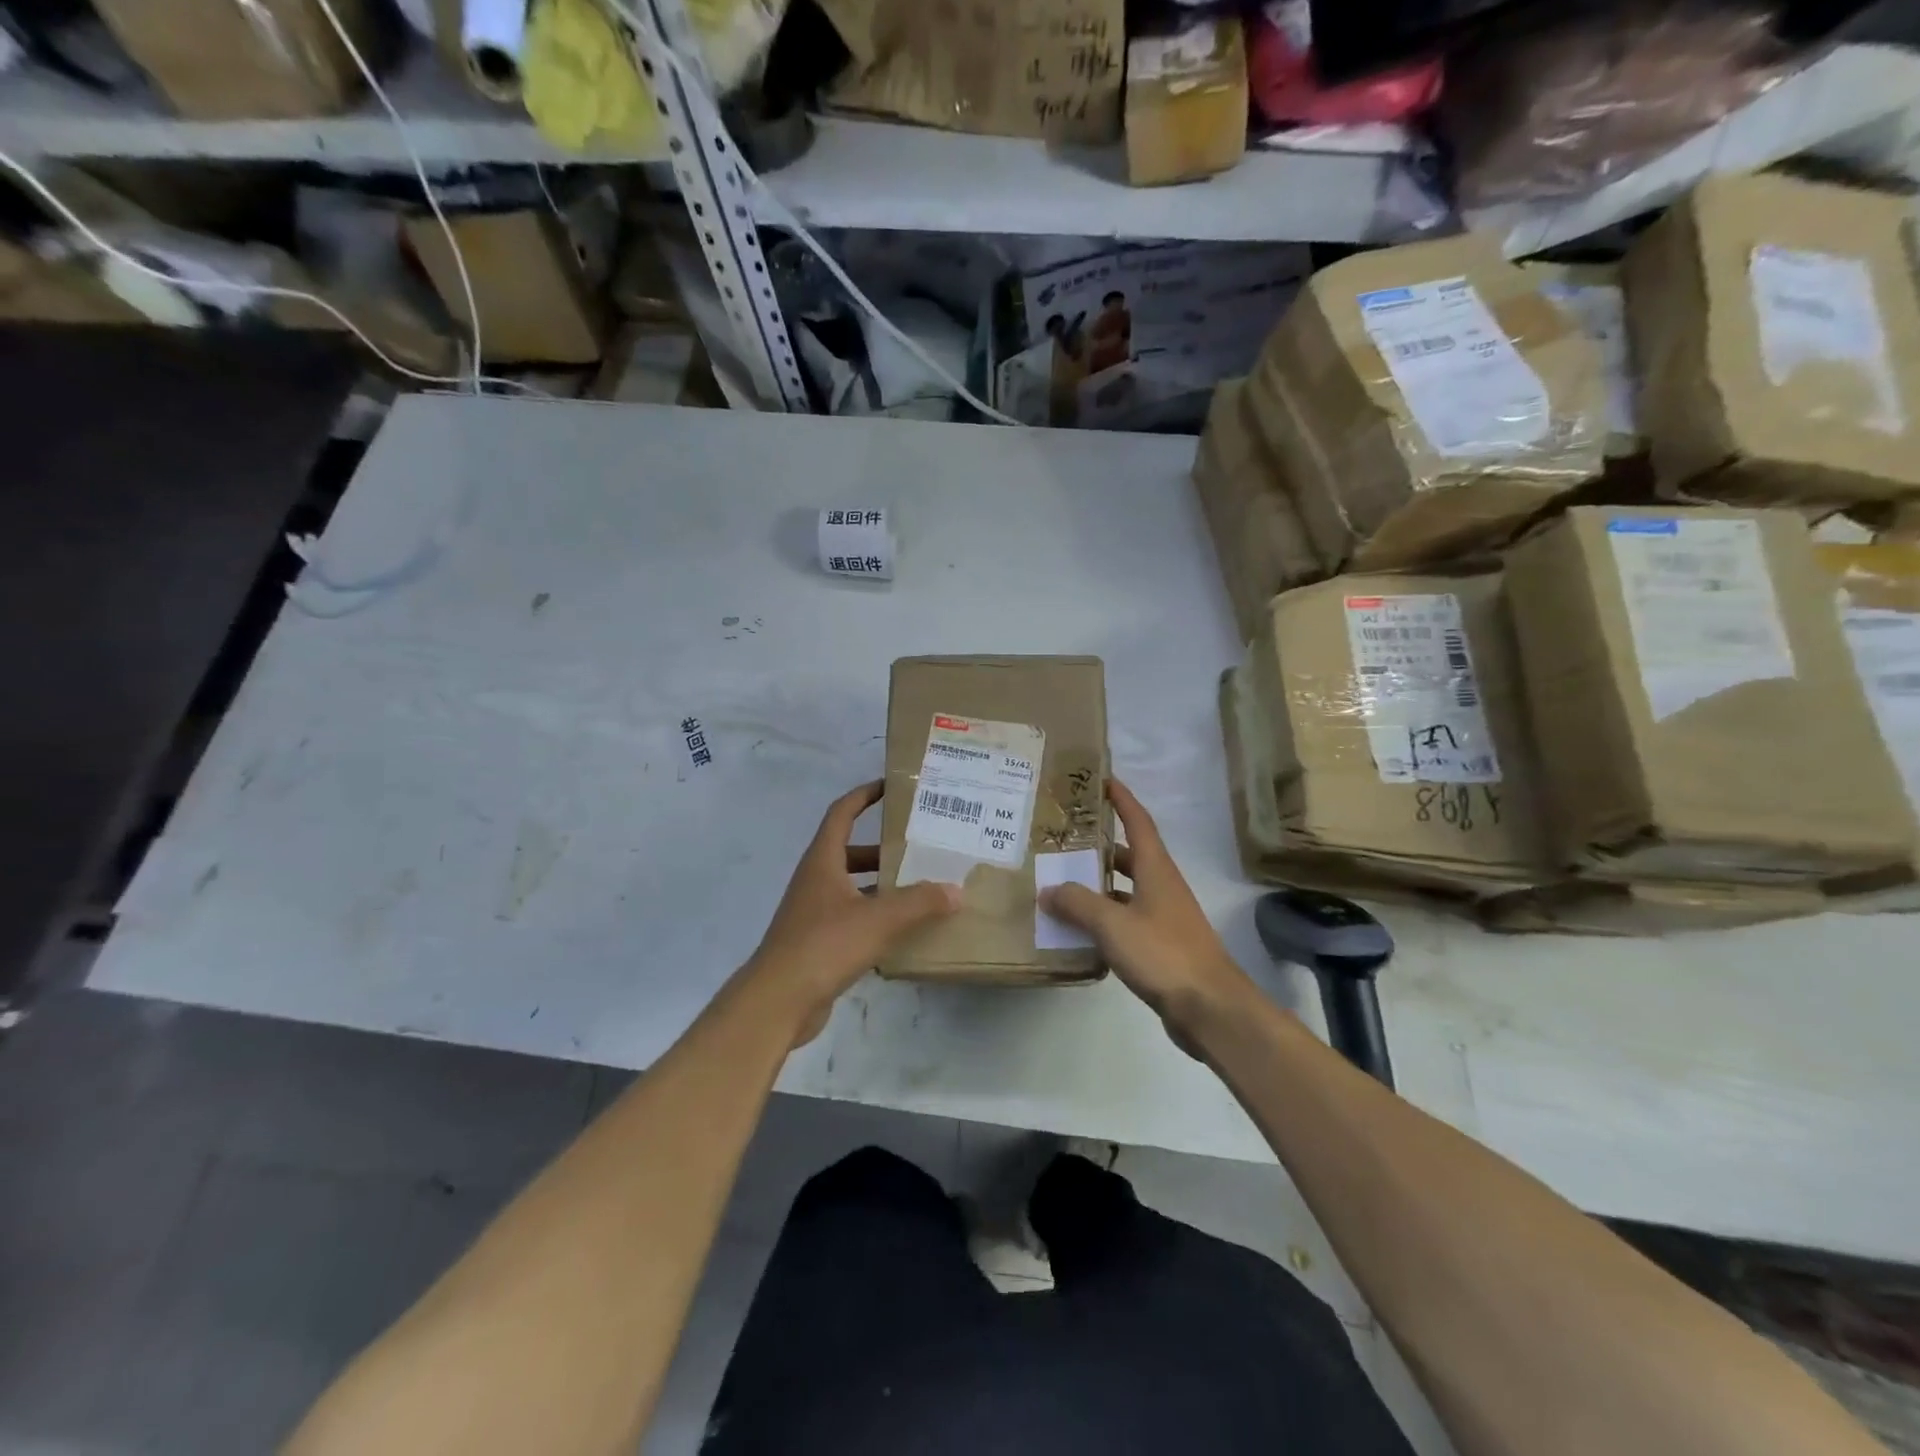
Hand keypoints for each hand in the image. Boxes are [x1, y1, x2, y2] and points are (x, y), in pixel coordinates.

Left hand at [741, 780, 960, 1044]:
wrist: (778, 1000)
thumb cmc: (824, 945)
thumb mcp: (879, 919)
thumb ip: (920, 902)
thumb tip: (956, 890)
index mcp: (823, 861)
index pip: (842, 813)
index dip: (864, 795)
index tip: (890, 786)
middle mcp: (816, 880)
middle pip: (851, 851)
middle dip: (883, 848)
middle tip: (919, 846)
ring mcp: (814, 912)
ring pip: (853, 887)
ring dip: (882, 885)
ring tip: (920, 888)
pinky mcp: (818, 942)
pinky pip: (852, 918)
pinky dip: (876, 917)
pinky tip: (904, 930)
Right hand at [1040, 779, 1254, 1050]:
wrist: (1210, 1007)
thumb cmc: (1163, 953)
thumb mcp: (1112, 924)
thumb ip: (1077, 903)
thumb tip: (1048, 889)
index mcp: (1156, 869)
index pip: (1138, 821)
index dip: (1122, 799)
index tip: (1103, 779)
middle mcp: (1163, 886)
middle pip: (1130, 855)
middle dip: (1101, 845)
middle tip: (1066, 839)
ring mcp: (1165, 917)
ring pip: (1128, 889)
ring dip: (1100, 884)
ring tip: (1063, 883)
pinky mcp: (1163, 945)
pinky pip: (1128, 919)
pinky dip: (1106, 917)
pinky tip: (1082, 929)